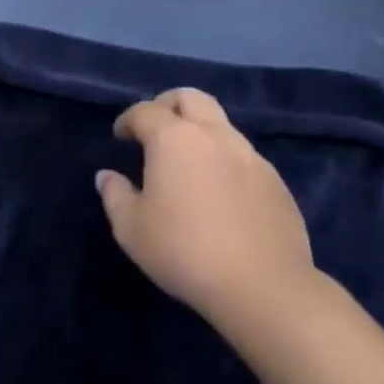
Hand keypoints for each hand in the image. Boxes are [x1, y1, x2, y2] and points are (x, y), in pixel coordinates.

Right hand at [97, 88, 318, 325]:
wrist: (262, 286)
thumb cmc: (183, 251)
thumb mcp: (131, 228)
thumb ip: (115, 195)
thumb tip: (107, 176)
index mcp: (174, 139)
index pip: (145, 111)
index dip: (128, 119)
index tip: (120, 137)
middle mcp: (214, 136)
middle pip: (190, 98)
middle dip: (167, 105)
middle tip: (154, 130)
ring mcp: (251, 156)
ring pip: (221, 124)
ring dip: (199, 132)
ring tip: (186, 164)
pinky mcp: (275, 181)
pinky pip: (242, 155)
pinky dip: (223, 159)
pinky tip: (217, 192)